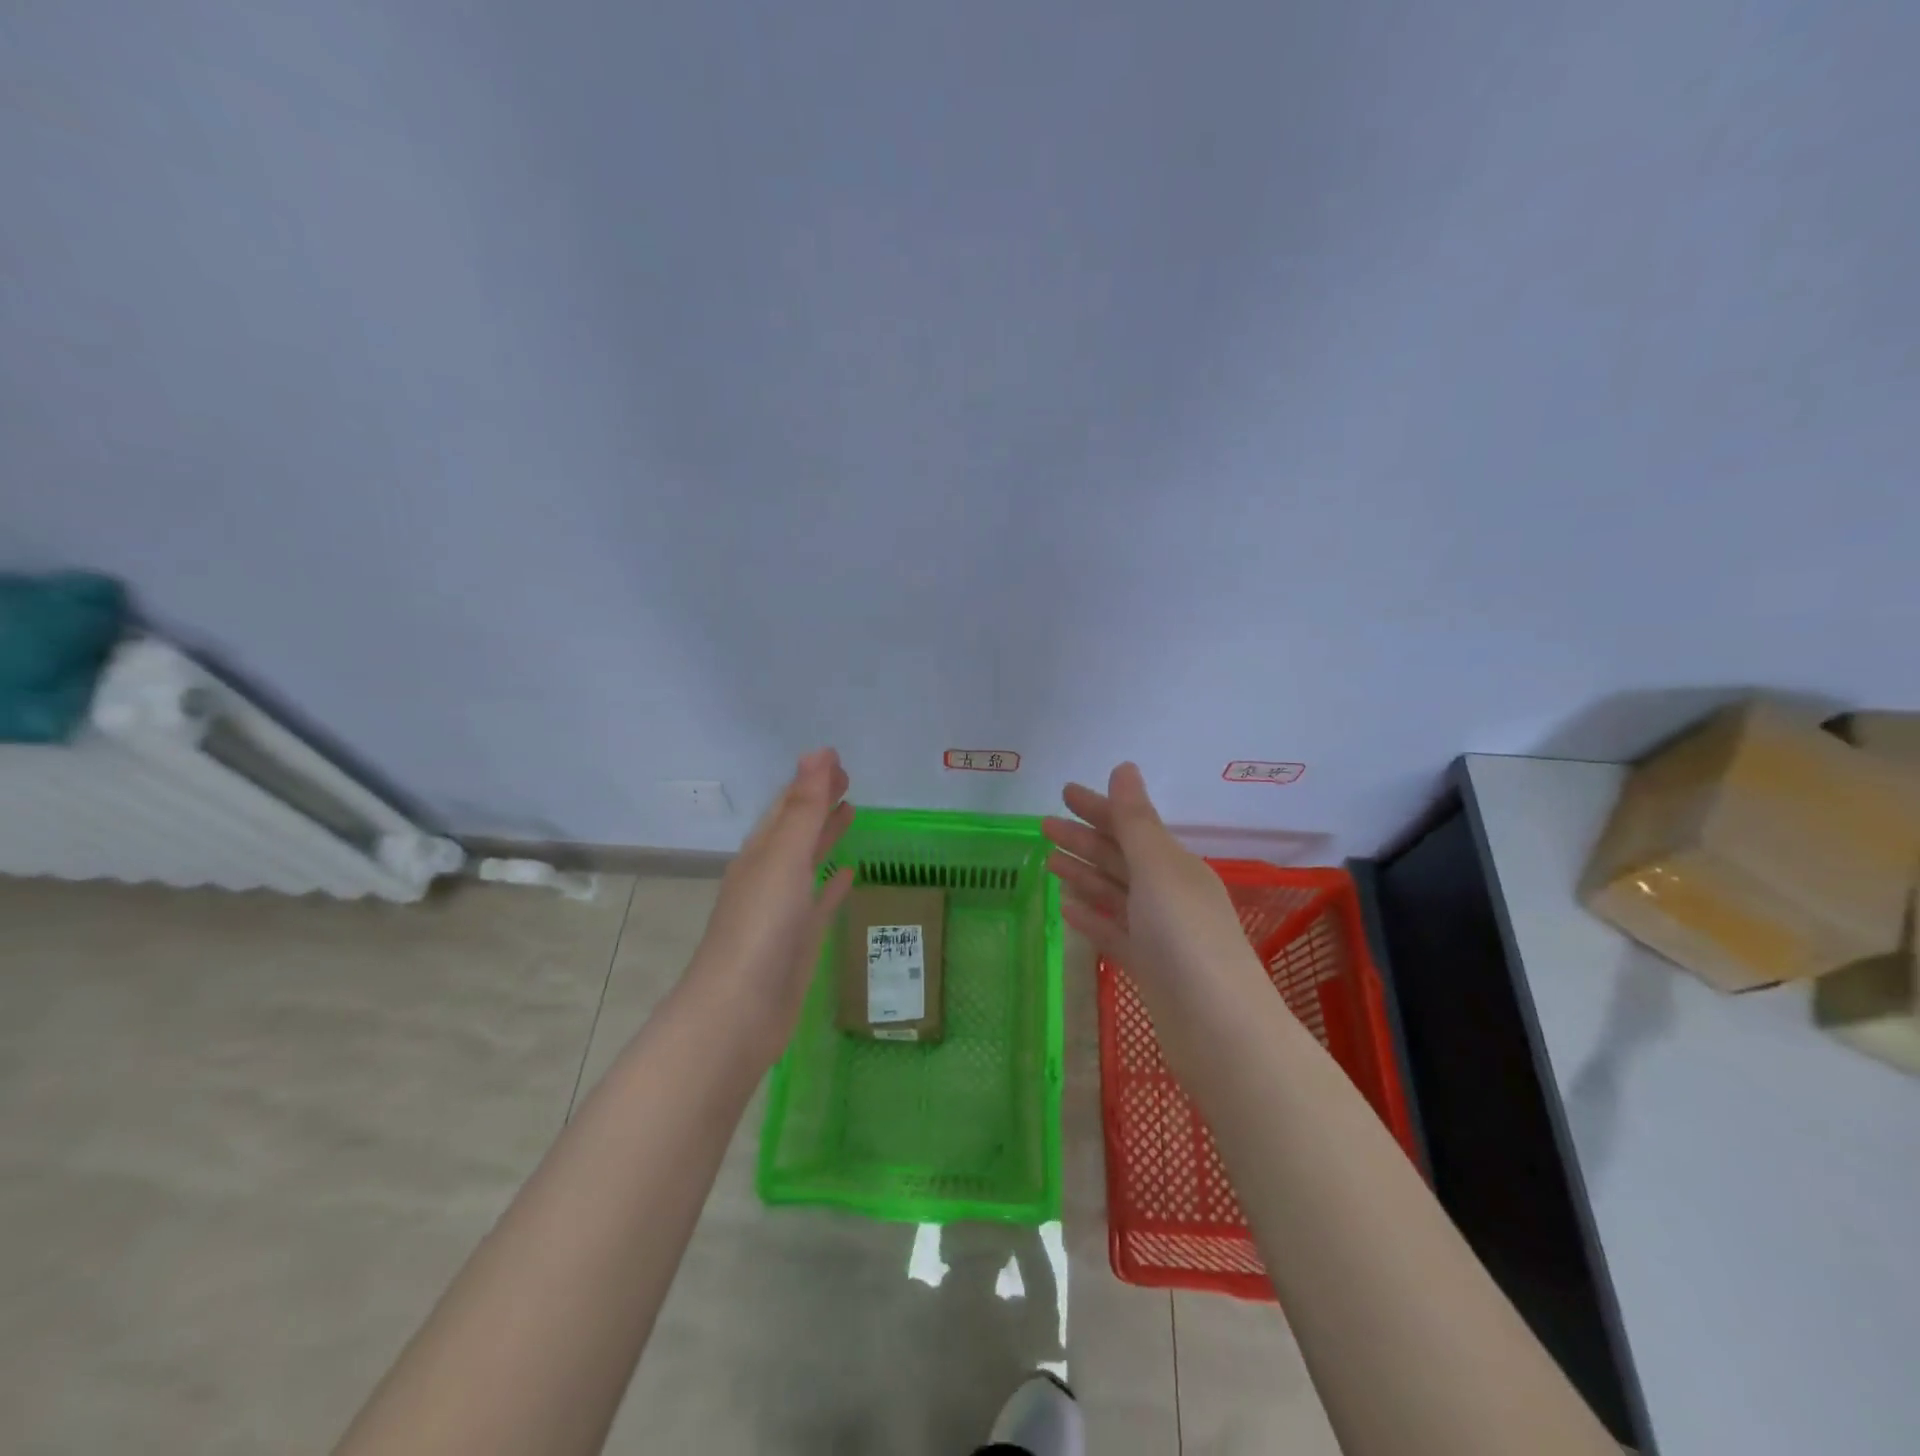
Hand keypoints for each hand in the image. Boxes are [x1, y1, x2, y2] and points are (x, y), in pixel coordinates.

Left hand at [688, 748, 855, 1060]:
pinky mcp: (799, 940)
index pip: (787, 805)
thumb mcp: (784, 859)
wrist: (740, 1012)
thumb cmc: (761, 929)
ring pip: (808, 861)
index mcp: (761, 852)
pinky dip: (833, 883)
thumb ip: (804, 808)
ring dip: (826, 836)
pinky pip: (820, 900)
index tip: (836, 759)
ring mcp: (783, 909)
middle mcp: (769, 875)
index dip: (810, 780)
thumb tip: (819, 752)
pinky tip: (849, 873)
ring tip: (851, 813)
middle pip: (797, 828)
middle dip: (819, 802)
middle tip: (849, 779)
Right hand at [1044, 763, 1267, 1038]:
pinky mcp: (1148, 968)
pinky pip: (1113, 932)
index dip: (1098, 808)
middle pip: (1119, 858)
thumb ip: (1135, 822)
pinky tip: (1067, 909)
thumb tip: (1124, 768)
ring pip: (1114, 894)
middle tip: (1044, 826)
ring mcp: (1159, 934)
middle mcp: (1169, 894)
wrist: (1219, 1031)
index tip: (1064, 793)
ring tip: (1049, 862)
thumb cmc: (1185, 939)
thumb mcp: (1158, 870)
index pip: (1130, 827)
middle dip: (1084, 840)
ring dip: (1084, 875)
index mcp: (1175, 866)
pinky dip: (1092, 917)